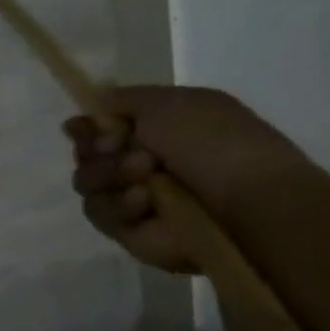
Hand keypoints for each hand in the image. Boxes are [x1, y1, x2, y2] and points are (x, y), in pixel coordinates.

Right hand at [66, 86, 308, 272]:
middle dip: (96, 149)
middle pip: (86, 155)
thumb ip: (120, 99)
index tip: (82, 126)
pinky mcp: (127, 230)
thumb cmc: (215, 142)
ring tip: (144, 174)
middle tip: (117, 147)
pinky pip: (99, 213)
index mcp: (155, 130)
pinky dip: (119, 204)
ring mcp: (131, 197)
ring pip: (86, 182)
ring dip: (108, 174)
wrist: (247, 201)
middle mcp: (139, 162)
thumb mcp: (169, 103)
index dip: (86, 127)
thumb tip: (87, 111)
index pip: (99, 128)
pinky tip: (145, 202)